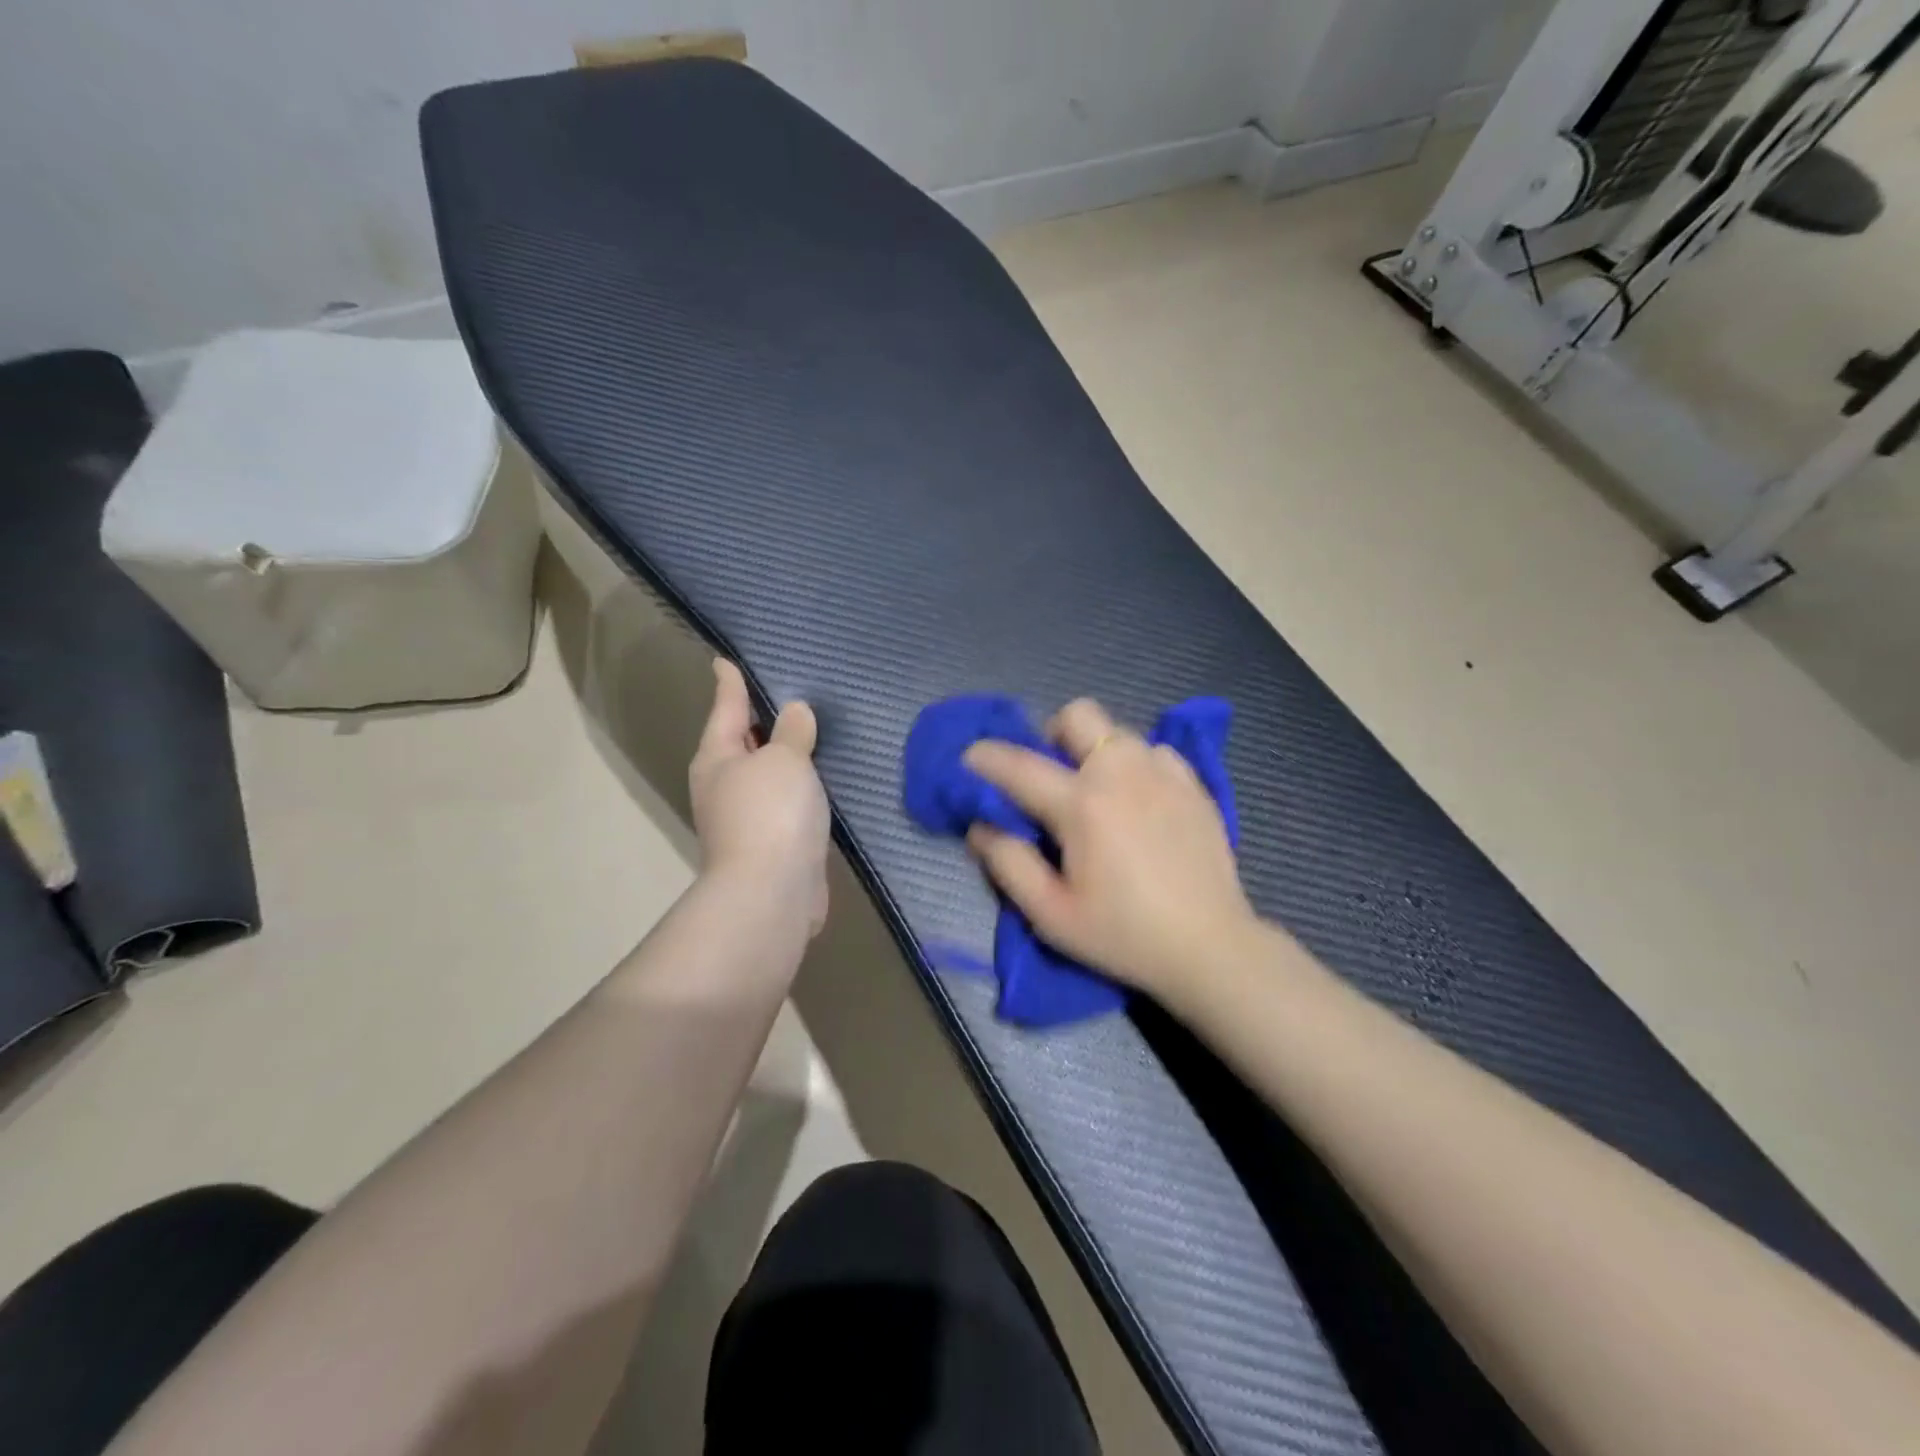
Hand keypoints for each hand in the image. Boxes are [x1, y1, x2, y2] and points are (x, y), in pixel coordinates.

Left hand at [688, 659, 829, 935]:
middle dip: (760, 720)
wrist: (772, 893)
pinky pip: (786, 803)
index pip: (726, 708)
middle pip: (742, 742)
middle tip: (788, 692)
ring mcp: (746, 819)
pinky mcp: (772, 844)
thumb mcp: (784, 760)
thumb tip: (795, 713)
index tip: (723, 660)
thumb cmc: (771, 812)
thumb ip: (791, 733)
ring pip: (767, 775)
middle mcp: (724, 786)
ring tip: (811, 732)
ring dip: (784, 758)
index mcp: (717, 758)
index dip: (729, 683)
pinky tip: (821, 781)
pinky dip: (800, 788)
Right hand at [963, 698, 1256, 998]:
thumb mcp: (1051, 915)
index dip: (986, 757)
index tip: (969, 757)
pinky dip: (1136, 765)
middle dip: (1052, 733)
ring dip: (1095, 750)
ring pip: (1118, 730)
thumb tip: (981, 826)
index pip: (1019, 765)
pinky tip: (1139, 801)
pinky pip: (1155, 752)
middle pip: (1078, 715)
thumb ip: (1008, 864)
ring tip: (1097, 791)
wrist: (1211, 948)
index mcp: (1082, 805)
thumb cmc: (1123, 935)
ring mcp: (1164, 774)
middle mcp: (1122, 773)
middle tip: (1050, 773)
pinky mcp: (1194, 785)